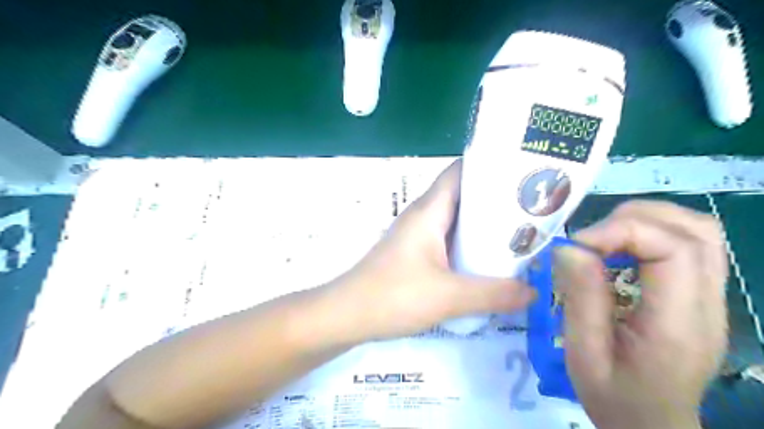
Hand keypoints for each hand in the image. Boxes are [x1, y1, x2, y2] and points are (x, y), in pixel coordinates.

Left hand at [325, 159, 532, 343]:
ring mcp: (417, 236)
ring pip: (456, 221)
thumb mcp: (449, 297)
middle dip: (496, 199)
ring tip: (520, 233)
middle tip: (533, 208)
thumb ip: (494, 294)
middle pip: (463, 196)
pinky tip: (488, 262)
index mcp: (429, 211)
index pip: (460, 172)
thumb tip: (533, 292)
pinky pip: (448, 241)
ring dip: (483, 226)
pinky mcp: (415, 255)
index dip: (490, 166)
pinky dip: (469, 246)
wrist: (347, 315)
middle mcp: (423, 216)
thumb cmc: (393, 296)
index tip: (523, 172)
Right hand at [557, 200, 726, 428]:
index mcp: (680, 324)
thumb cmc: (613, 395)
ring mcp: (712, 299)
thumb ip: (581, 297)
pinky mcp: (701, 296)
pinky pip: (690, 245)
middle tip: (590, 239)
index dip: (622, 232)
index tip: (577, 244)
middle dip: (635, 219)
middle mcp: (709, 305)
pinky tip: (621, 249)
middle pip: (696, 231)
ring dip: (647, 221)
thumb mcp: (584, 351)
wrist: (650, 424)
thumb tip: (569, 247)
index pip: (675, 250)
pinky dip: (652, 233)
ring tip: (604, 238)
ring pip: (699, 232)